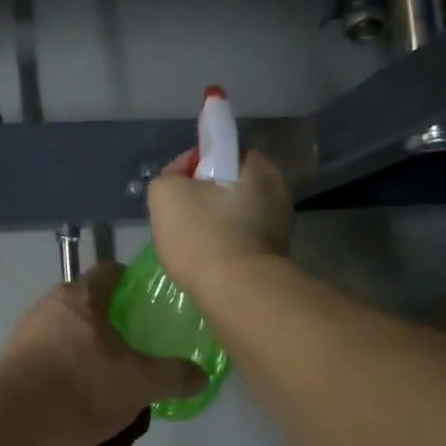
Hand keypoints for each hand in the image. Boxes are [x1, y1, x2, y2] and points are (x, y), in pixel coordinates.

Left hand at [0, 263, 207, 445]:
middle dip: (110, 319)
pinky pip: (49, 357)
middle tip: (136, 342)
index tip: (150, 300)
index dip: (132, 282)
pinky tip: (79, 394)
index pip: (110, 272)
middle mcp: (49, 306)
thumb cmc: (82, 386)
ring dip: (86, 346)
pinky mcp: (13, 363)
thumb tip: (202, 374)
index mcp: (81, 297)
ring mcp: (26, 334)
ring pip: (66, 331)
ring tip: (110, 374)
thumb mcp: (139, 383)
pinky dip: (66, 368)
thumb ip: (173, 376)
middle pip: (87, 302)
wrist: (15, 423)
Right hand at [147, 149, 293, 297]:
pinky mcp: (273, 258)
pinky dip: (221, 246)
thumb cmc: (203, 234)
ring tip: (186, 243)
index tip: (174, 186)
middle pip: (226, 185)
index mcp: (259, 166)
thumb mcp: (165, 193)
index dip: (191, 165)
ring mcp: (279, 227)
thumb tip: (180, 182)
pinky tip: (203, 260)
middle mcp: (277, 191)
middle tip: (176, 216)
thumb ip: (169, 177)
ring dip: (211, 223)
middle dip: (201, 196)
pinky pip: (239, 241)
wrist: (236, 293)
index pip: (219, 152)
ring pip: (232, 215)